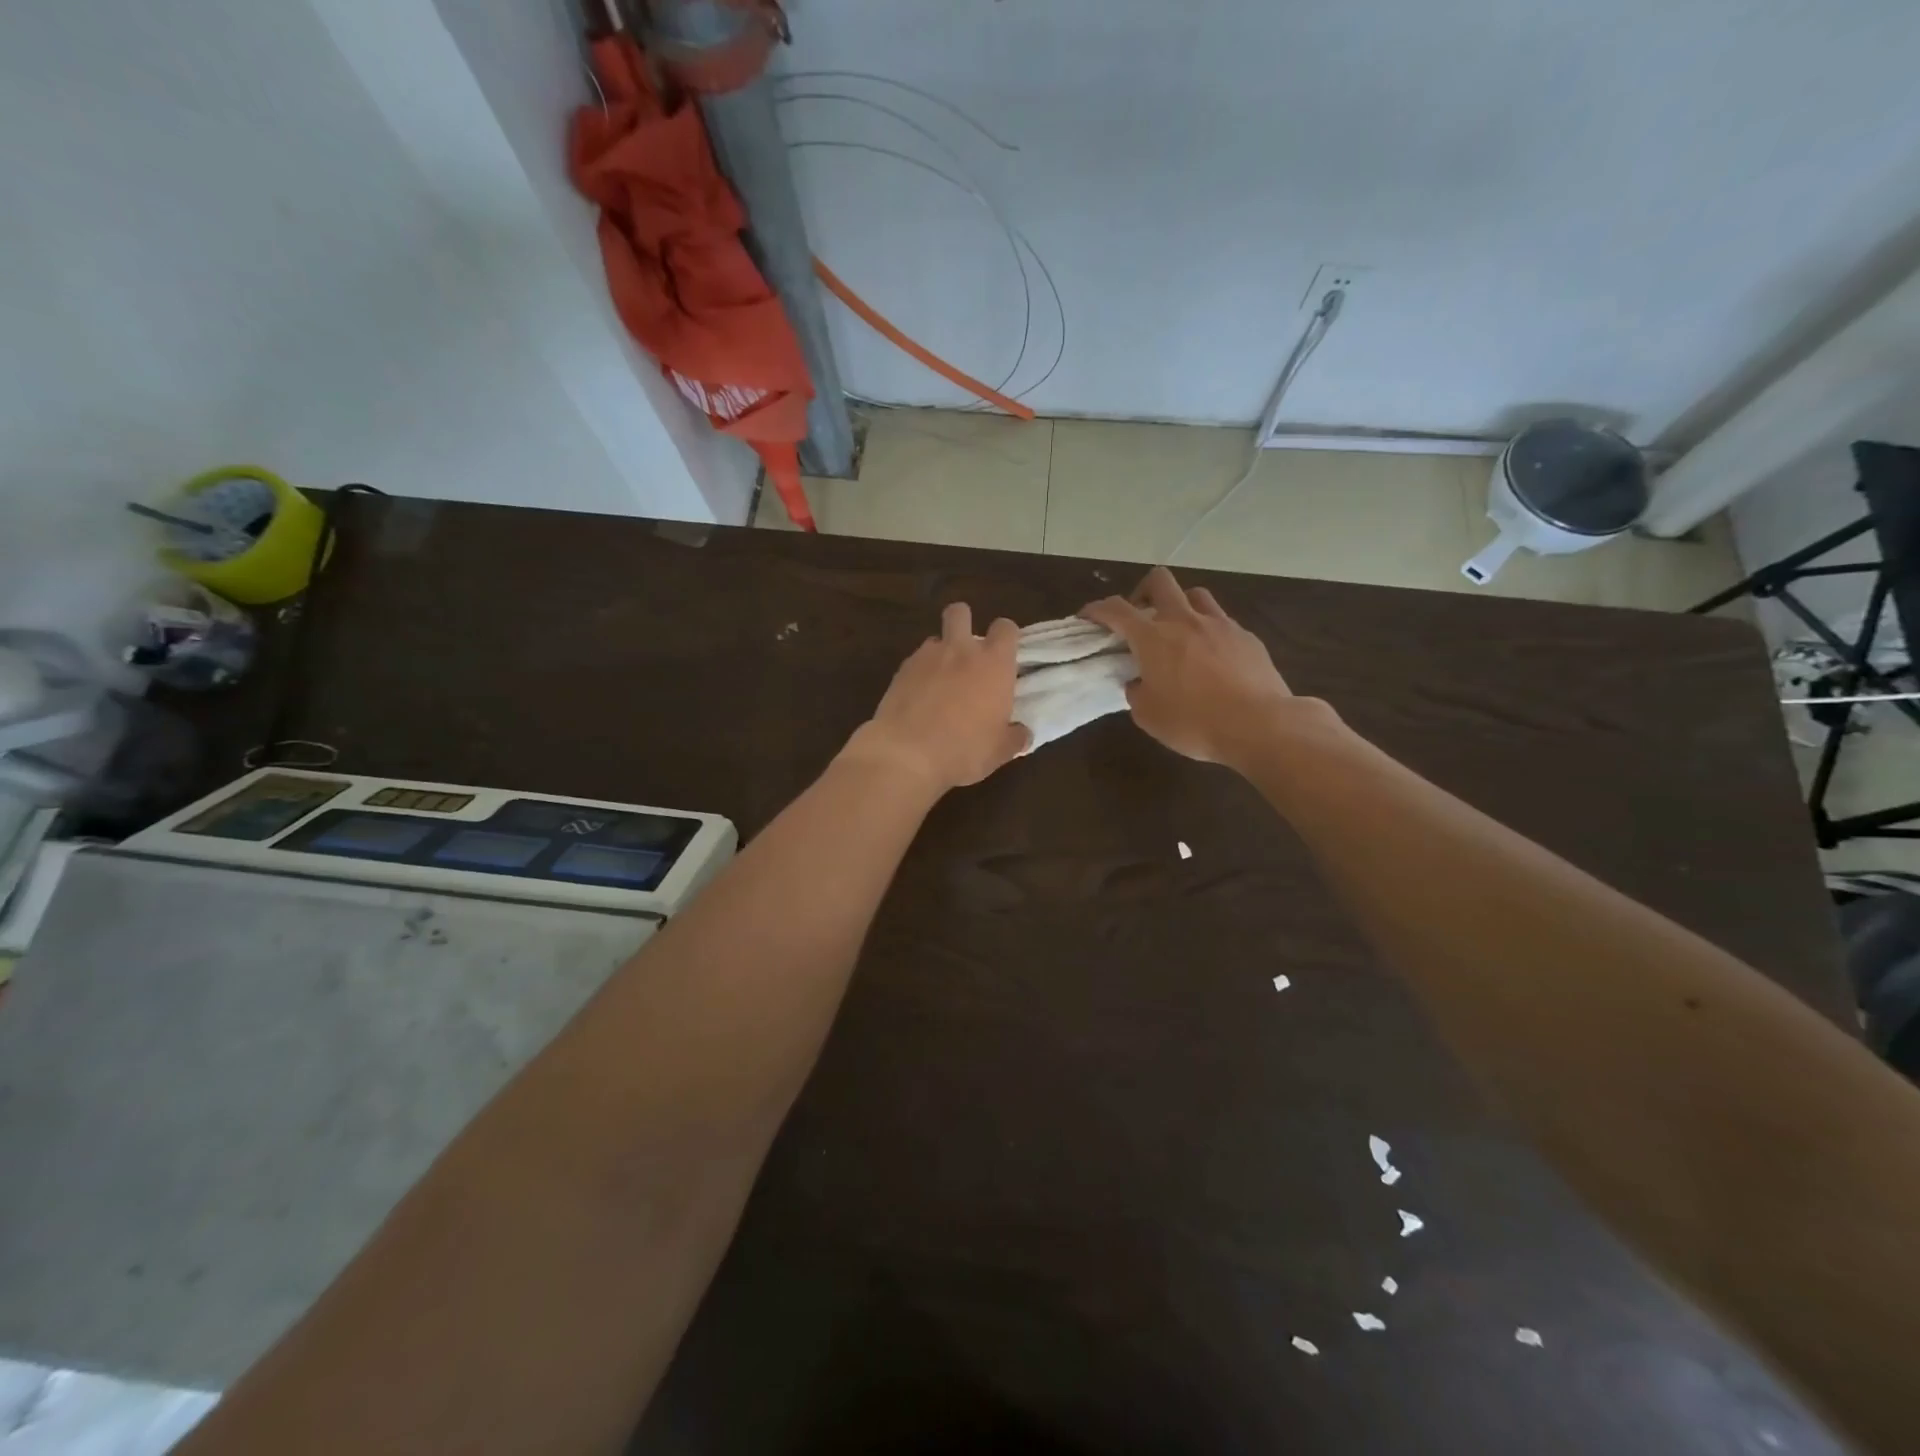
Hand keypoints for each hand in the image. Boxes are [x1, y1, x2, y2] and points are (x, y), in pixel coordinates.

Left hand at [841, 603, 1030, 792]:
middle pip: (961, 612)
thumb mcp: (999, 751)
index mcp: (994, 663)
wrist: (907, 754)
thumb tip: (1023, 734)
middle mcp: (961, 650)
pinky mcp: (900, 670)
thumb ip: (1014, 737)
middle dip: (964, 623)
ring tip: (941, 682)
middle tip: (968, 653)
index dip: (1006, 637)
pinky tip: (919, 698)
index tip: (1005, 655)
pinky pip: (914, 661)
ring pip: (935, 639)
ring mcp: (926, 656)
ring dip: (940, 653)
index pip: (1005, 628)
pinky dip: (919, 673)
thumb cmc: (964, 750)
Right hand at [1081, 567, 1322, 769]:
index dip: (1097, 609)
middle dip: (1142, 592)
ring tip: (1178, 632)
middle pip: (1160, 581)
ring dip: (1180, 606)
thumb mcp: (1149, 716)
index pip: (1116, 610)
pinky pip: (1222, 623)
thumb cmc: (1194, 722)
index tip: (1088, 616)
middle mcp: (1185, 621)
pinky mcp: (1247, 637)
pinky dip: (1208, 632)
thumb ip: (1136, 692)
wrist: (1259, 725)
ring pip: (1195, 595)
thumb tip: (1138, 682)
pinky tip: (1212, 658)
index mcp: (1153, 638)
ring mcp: (1220, 625)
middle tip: (1140, 617)